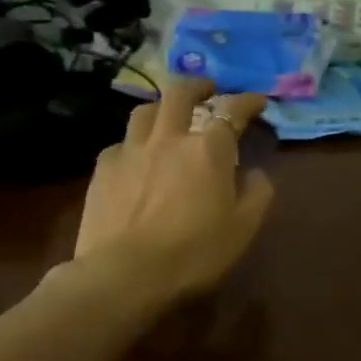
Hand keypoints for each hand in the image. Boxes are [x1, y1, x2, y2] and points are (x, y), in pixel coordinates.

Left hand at [73, 77, 275, 300]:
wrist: (124, 274)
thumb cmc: (194, 252)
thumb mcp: (243, 229)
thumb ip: (257, 194)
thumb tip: (256, 173)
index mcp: (209, 149)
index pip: (232, 110)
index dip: (248, 101)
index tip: (258, 101)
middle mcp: (169, 138)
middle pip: (180, 93)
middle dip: (198, 85)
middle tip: (208, 89)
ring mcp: (131, 150)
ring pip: (144, 111)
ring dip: (161, 107)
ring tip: (168, 115)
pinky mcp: (103, 169)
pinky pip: (120, 143)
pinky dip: (133, 143)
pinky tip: (135, 157)